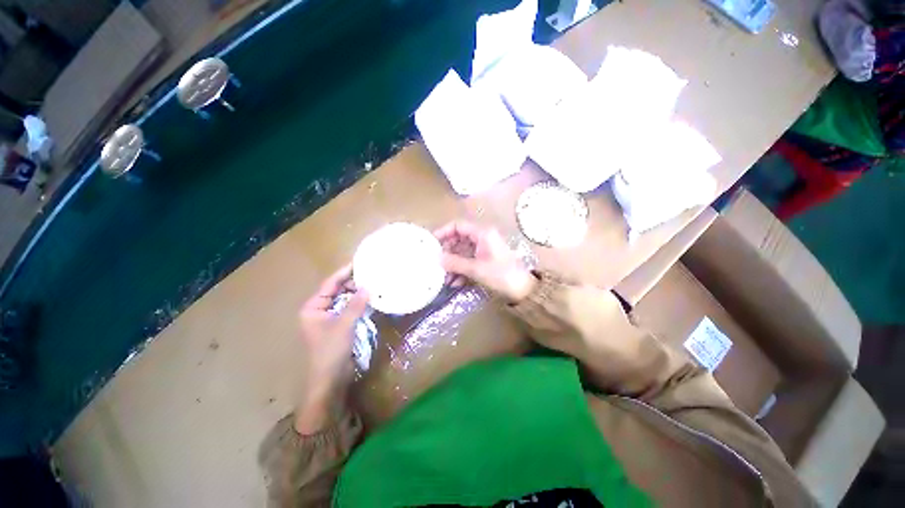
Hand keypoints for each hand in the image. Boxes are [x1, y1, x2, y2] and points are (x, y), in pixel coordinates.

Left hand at [294, 264, 368, 433]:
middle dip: (353, 283)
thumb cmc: (331, 351)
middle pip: (337, 290)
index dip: (344, 273)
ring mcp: (329, 318)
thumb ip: (355, 304)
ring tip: (373, 284)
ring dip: (357, 293)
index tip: (358, 263)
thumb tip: (367, 287)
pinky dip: (359, 303)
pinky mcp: (339, 326)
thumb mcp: (344, 325)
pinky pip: (349, 309)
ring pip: (344, 299)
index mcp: (313, 308)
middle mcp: (319, 310)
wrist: (330, 379)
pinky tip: (370, 299)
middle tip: (370, 274)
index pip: (329, 284)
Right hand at [434, 221, 536, 302]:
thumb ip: (455, 263)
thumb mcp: (476, 269)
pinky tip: (454, 283)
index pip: (458, 226)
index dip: (443, 232)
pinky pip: (468, 261)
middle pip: (458, 240)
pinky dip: (461, 271)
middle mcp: (482, 238)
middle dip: (447, 253)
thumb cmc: (501, 275)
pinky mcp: (485, 261)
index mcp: (482, 233)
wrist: (523, 290)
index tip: (431, 243)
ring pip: (462, 253)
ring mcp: (483, 250)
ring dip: (453, 264)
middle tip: (436, 263)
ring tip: (444, 278)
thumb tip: (436, 258)